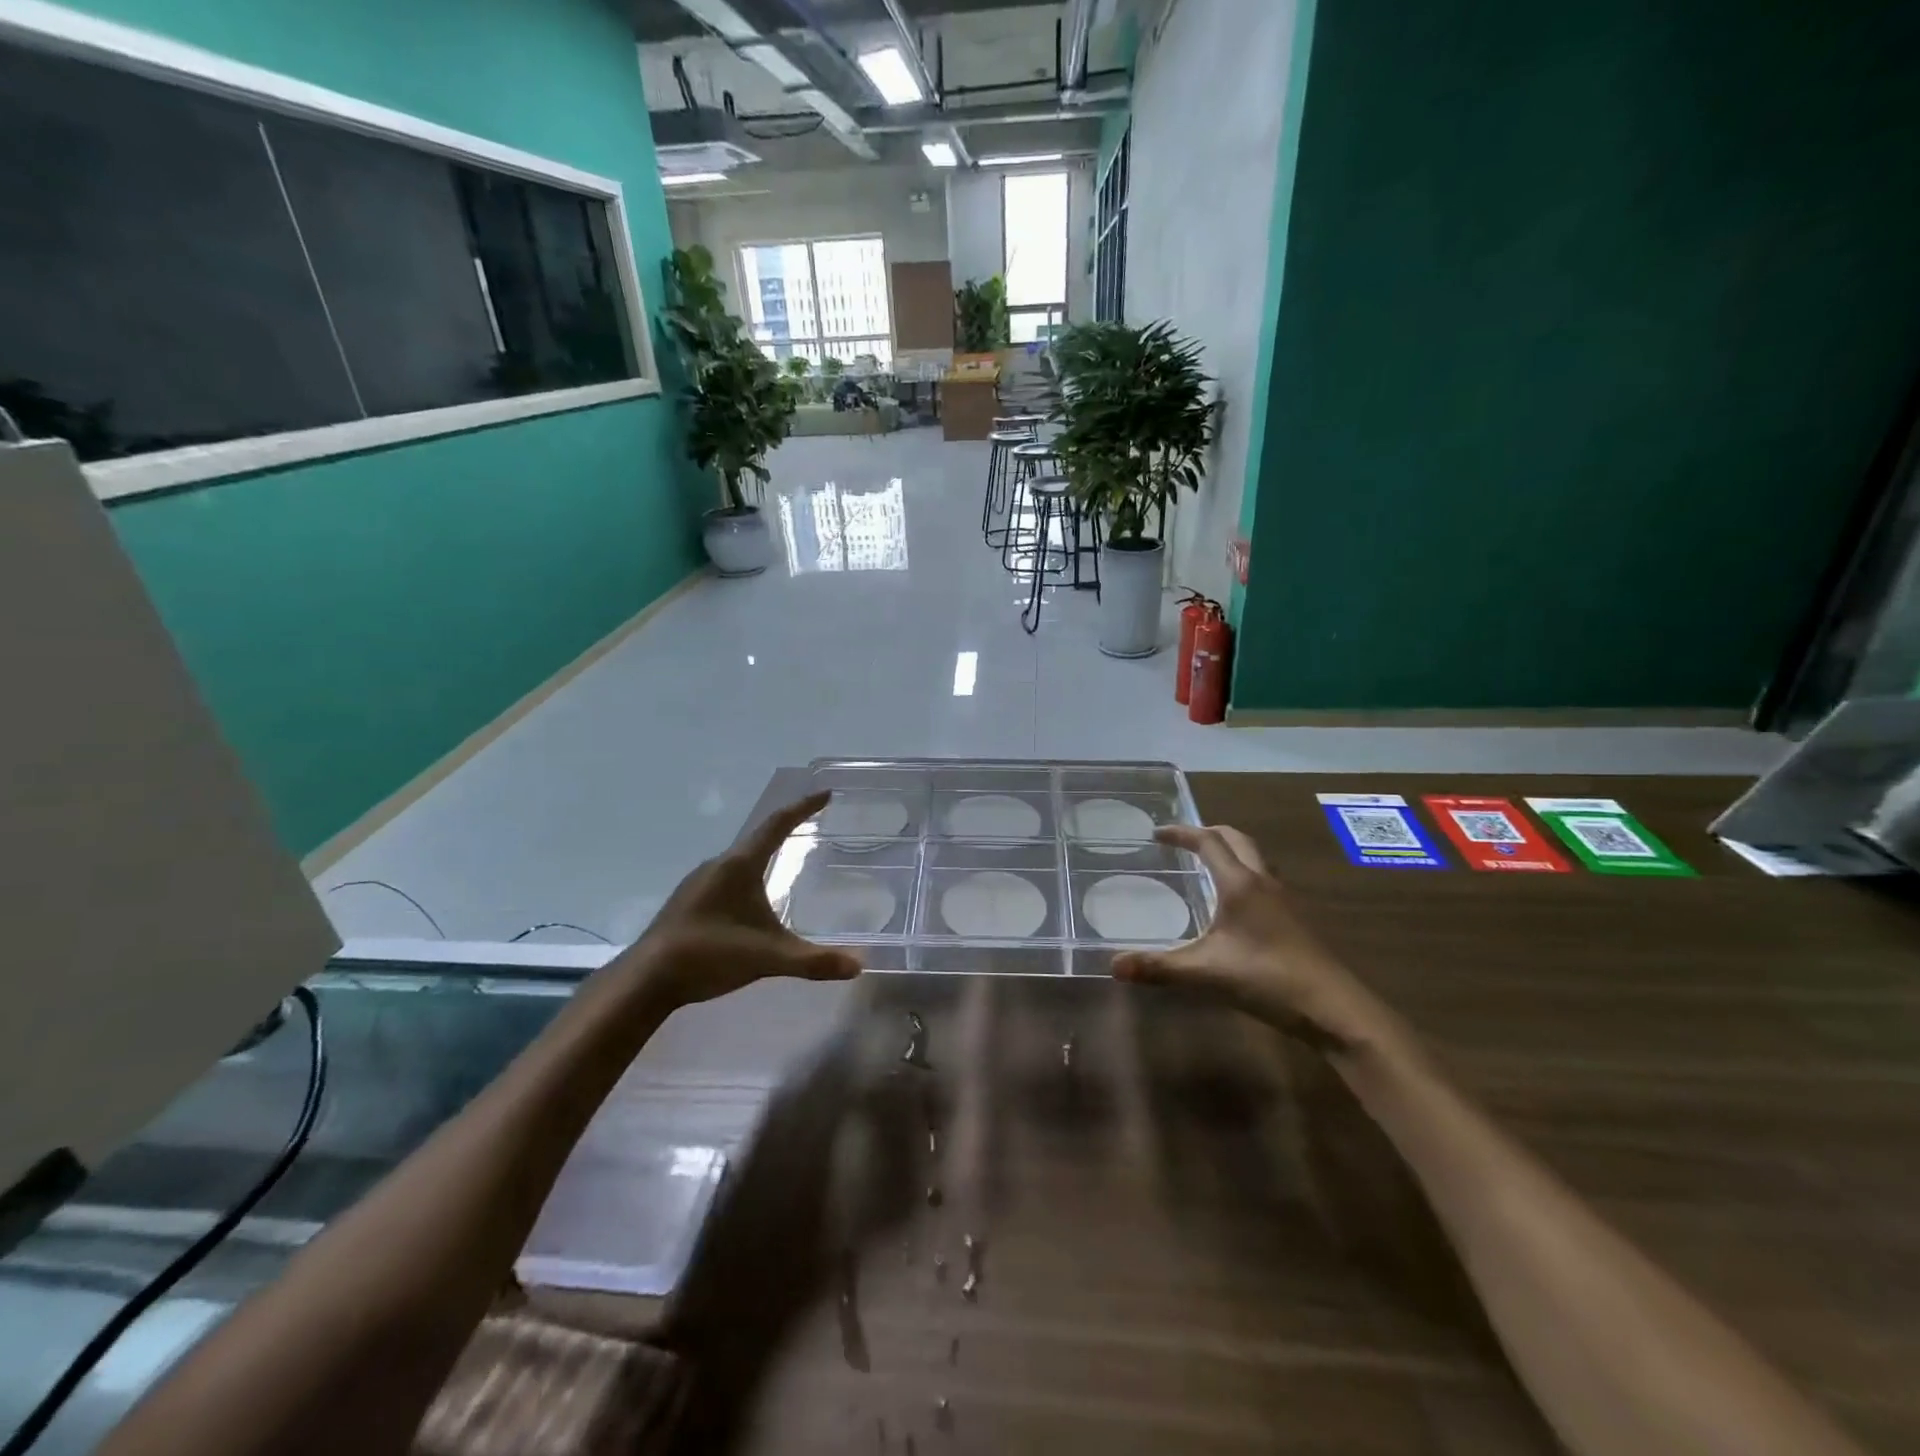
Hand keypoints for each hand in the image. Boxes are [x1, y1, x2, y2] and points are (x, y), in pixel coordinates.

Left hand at [619, 791, 861, 1009]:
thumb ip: (813, 962)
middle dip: (787, 829)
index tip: (825, 794)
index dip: (803, 808)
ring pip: (740, 860)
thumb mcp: (768, 958)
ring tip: (787, 860)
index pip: (777, 825)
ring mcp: (699, 883)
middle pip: (758, 838)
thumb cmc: (709, 955)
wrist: (646, 980)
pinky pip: (727, 877)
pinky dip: (749, 876)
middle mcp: (718, 865)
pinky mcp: (689, 902)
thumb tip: (858, 966)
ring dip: (765, 854)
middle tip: (812, 826)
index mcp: (739, 866)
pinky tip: (753, 900)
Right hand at [1111, 824, 1403, 1054]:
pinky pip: (1265, 880)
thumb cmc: (1267, 978)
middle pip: (1236, 840)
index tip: (1157, 834)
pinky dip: (1244, 875)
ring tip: (1207, 865)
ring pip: (1255, 858)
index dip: (1181, 833)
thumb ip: (1158, 967)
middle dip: (1208, 833)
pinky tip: (1235, 904)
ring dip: (1231, 851)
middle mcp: (1263, 882)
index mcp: (1240, 884)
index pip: (1208, 842)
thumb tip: (1113, 965)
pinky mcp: (1296, 919)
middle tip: (1183, 841)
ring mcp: (1284, 900)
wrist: (1334, 1008)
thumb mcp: (1205, 973)